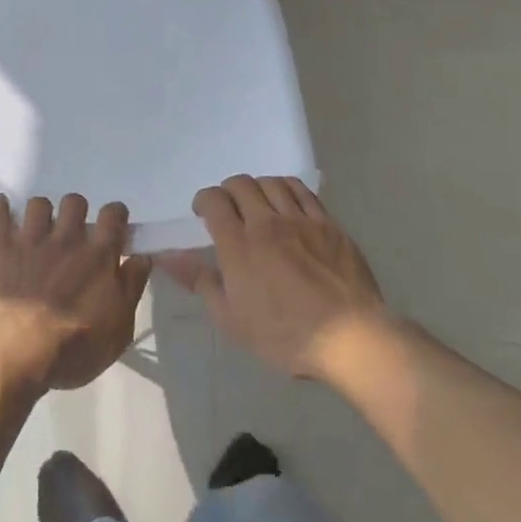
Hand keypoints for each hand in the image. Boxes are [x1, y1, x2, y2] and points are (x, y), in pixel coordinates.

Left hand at [0, 194, 151, 390]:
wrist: (18, 349)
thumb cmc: (74, 347)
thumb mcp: (119, 329)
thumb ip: (132, 288)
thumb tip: (142, 258)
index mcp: (98, 256)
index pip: (113, 216)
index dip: (115, 214)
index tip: (113, 223)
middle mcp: (67, 238)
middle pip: (75, 202)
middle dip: (75, 211)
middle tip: (72, 231)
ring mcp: (31, 238)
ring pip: (39, 203)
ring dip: (41, 212)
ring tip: (37, 228)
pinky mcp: (0, 245)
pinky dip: (0, 207)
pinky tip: (1, 209)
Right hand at [159, 176, 387, 382]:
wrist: (351, 338)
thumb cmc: (285, 336)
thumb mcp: (232, 319)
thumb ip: (200, 281)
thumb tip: (169, 258)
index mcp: (239, 245)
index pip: (214, 201)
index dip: (203, 200)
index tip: (203, 213)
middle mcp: (267, 223)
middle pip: (241, 184)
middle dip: (228, 191)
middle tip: (228, 209)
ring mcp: (301, 220)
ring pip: (272, 183)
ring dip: (257, 188)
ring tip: (257, 204)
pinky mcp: (329, 225)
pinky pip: (304, 192)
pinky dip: (287, 189)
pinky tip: (287, 204)